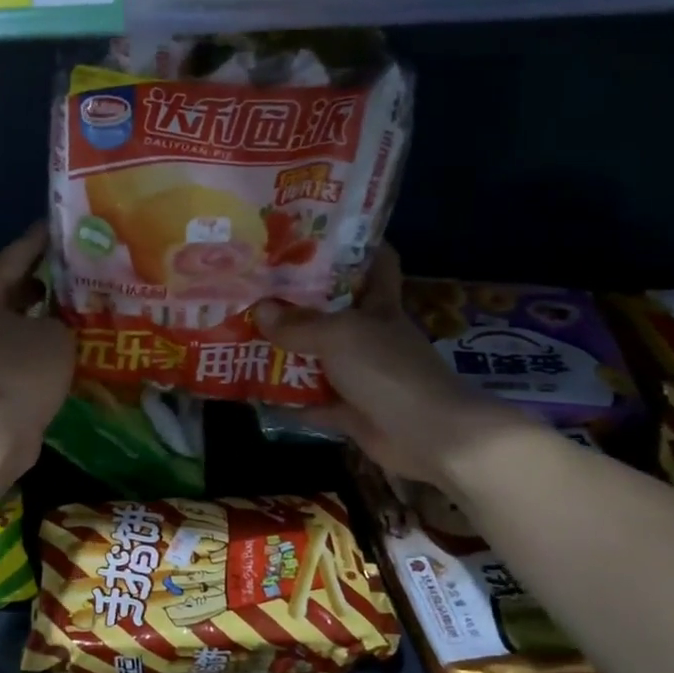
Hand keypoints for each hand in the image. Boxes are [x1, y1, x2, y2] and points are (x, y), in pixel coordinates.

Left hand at [0, 222, 73, 475]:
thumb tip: (57, 323)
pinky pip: (16, 349)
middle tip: (81, 268)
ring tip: (81, 305)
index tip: (64, 227)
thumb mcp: (55, 334)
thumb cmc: (20, 372)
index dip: (41, 240)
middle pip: (12, 288)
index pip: (15, 255)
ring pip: (15, 322)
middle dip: (46, 280)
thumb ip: (61, 317)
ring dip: (44, 316)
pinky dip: (38, 344)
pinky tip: (68, 344)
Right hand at [256, 247, 538, 486]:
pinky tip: (257, 391)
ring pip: (319, 357)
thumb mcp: (339, 336)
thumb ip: (298, 324)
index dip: (353, 247)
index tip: (315, 238)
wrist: (427, 434)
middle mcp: (370, 335)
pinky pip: (314, 402)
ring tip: (246, 336)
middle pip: (334, 311)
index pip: (376, 263)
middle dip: (299, 303)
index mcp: (379, 305)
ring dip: (288, 353)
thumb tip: (259, 310)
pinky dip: (289, 400)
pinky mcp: (352, 411)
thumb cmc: (387, 369)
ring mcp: (361, 374)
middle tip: (258, 289)